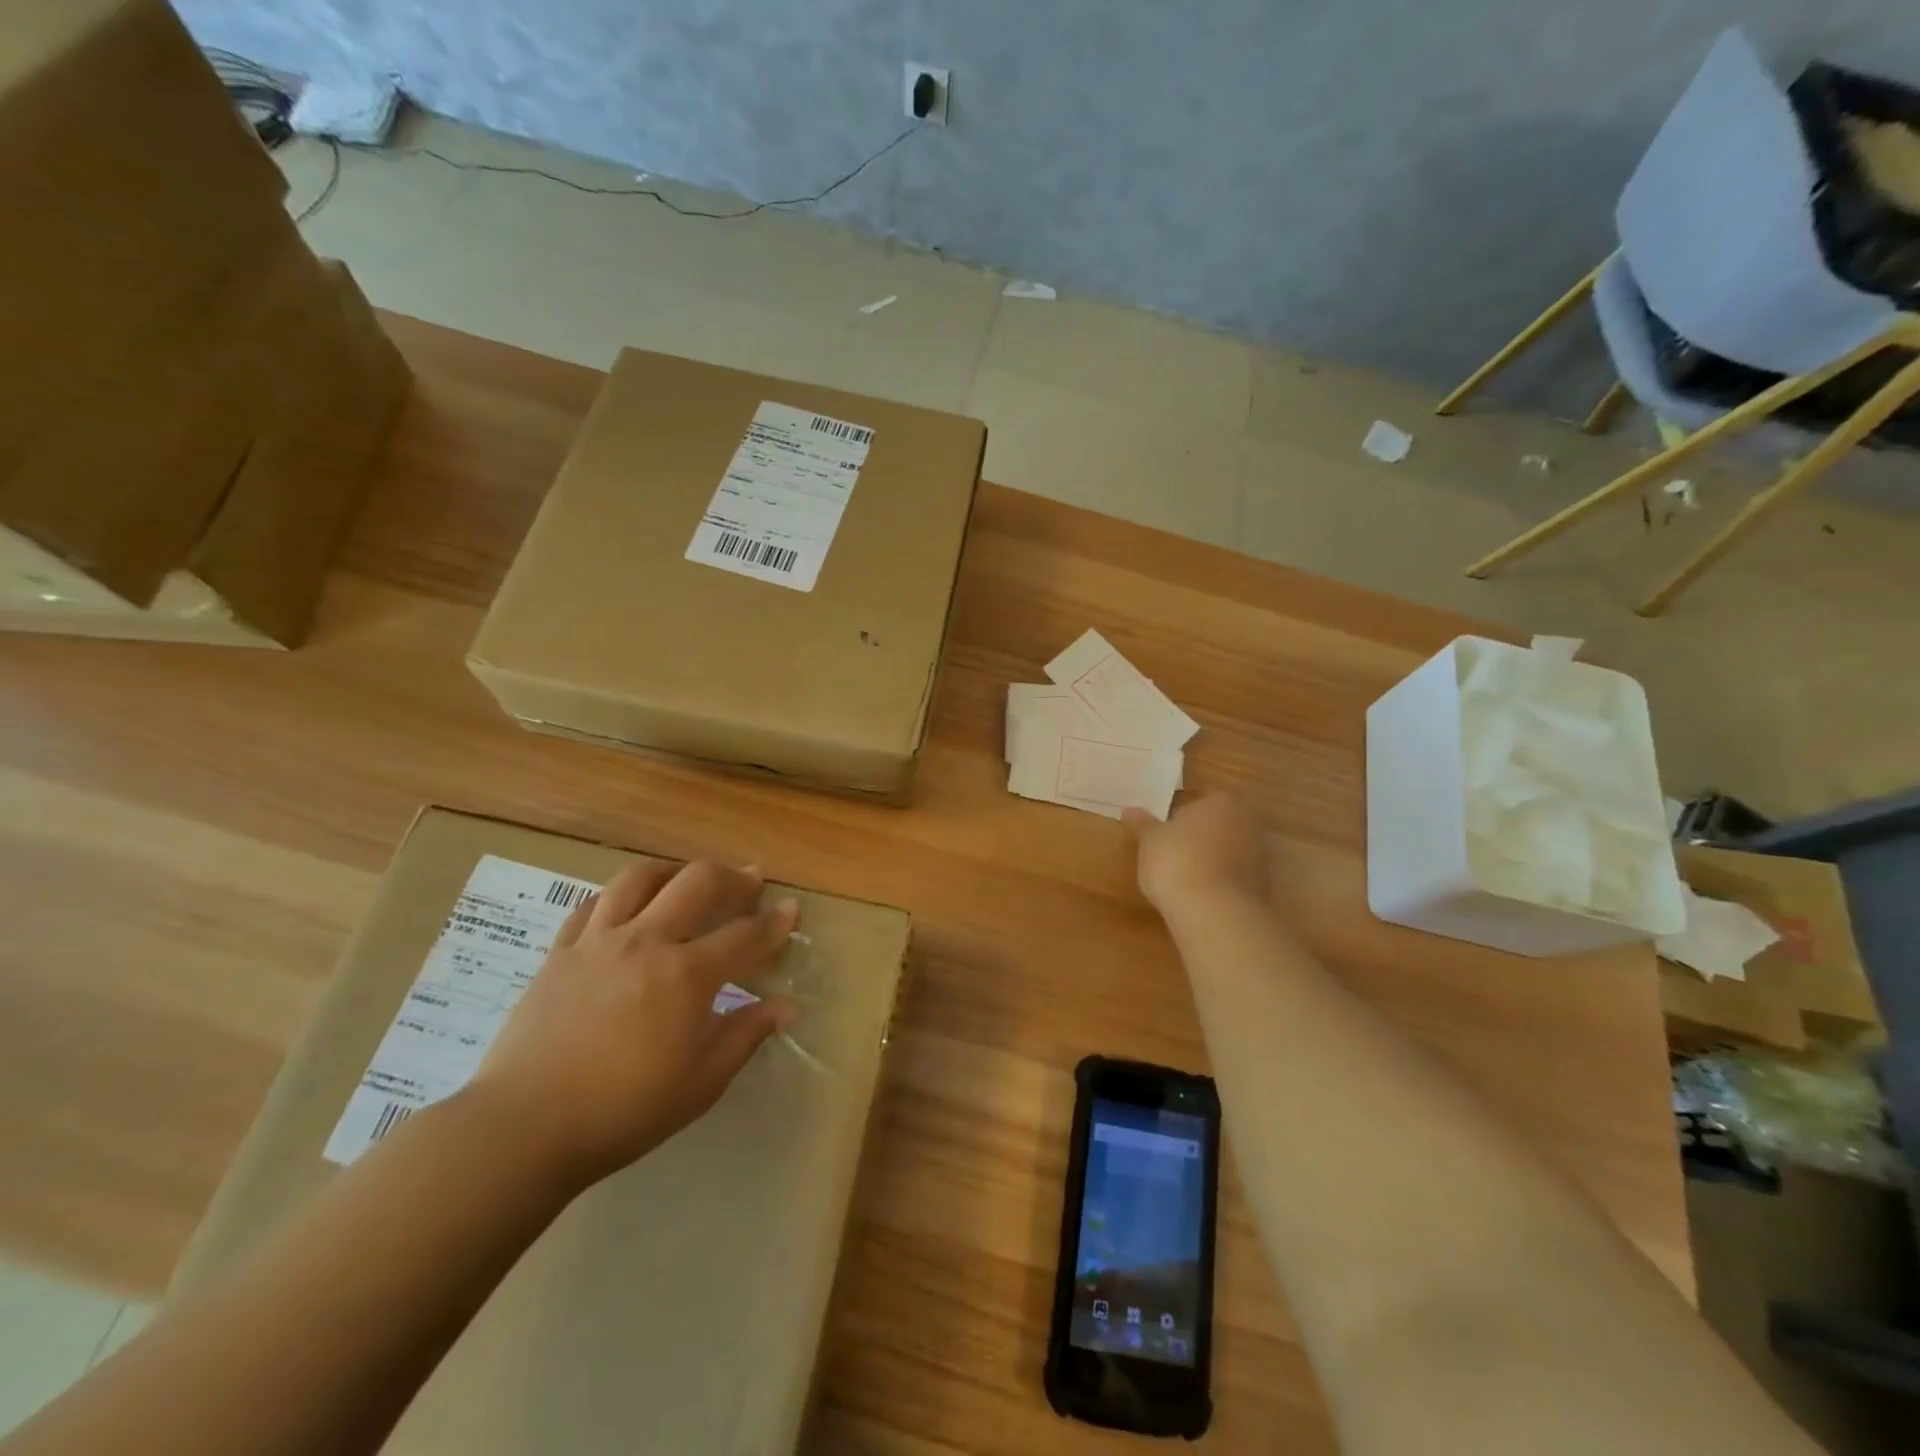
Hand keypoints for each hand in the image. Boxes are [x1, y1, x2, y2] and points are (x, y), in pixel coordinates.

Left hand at [468, 858, 798, 1188]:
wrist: (524, 1128)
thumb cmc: (624, 1110)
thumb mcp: (701, 1082)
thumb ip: (746, 1034)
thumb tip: (786, 1006)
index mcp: (687, 974)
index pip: (745, 935)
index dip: (775, 922)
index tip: (792, 909)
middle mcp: (647, 941)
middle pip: (698, 883)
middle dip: (733, 877)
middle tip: (750, 881)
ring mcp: (598, 941)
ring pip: (640, 879)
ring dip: (673, 870)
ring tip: (686, 878)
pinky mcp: (560, 952)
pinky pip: (592, 904)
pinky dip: (619, 895)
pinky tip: (627, 904)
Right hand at [1124, 793, 1270, 909]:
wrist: (1214, 911)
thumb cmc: (1176, 861)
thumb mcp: (1150, 840)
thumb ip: (1142, 824)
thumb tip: (1129, 810)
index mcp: (1222, 802)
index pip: (1197, 805)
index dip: (1177, 822)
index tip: (1162, 840)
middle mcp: (1248, 823)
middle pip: (1216, 828)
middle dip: (1197, 841)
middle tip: (1170, 859)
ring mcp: (1260, 856)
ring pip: (1226, 854)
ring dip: (1209, 864)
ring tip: (1182, 882)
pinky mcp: (1263, 887)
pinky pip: (1233, 879)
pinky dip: (1218, 885)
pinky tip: (1199, 898)